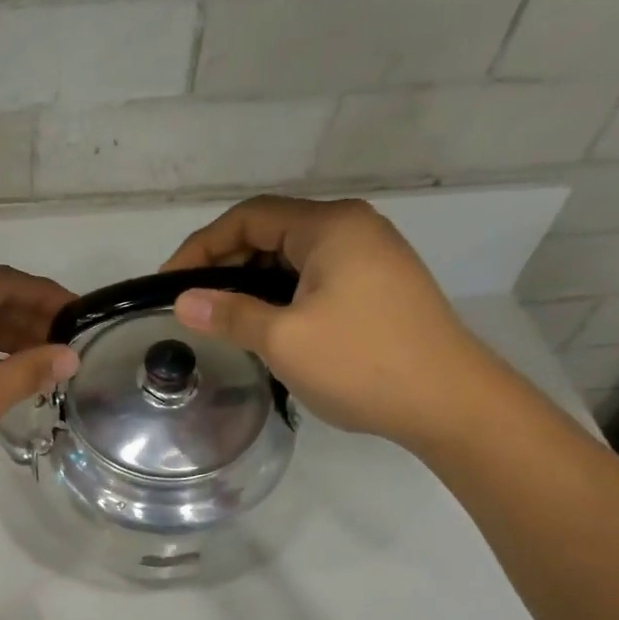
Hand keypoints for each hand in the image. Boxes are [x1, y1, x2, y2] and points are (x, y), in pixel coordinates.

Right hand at [162, 196, 495, 447]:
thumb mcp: (284, 339)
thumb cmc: (361, 363)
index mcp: (330, 226)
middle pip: (272, 232)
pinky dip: (281, 295)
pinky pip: (314, 278)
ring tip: (221, 319)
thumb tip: (183, 301)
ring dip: (252, 283)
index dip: (201, 246)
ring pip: (293, 258)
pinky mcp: (378, 287)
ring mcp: (371, 257)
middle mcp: (353, 229)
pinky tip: (265, 327)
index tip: (169, 284)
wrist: (449, 402)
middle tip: (192, 306)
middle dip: (225, 264)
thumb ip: (229, 314)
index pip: (249, 217)